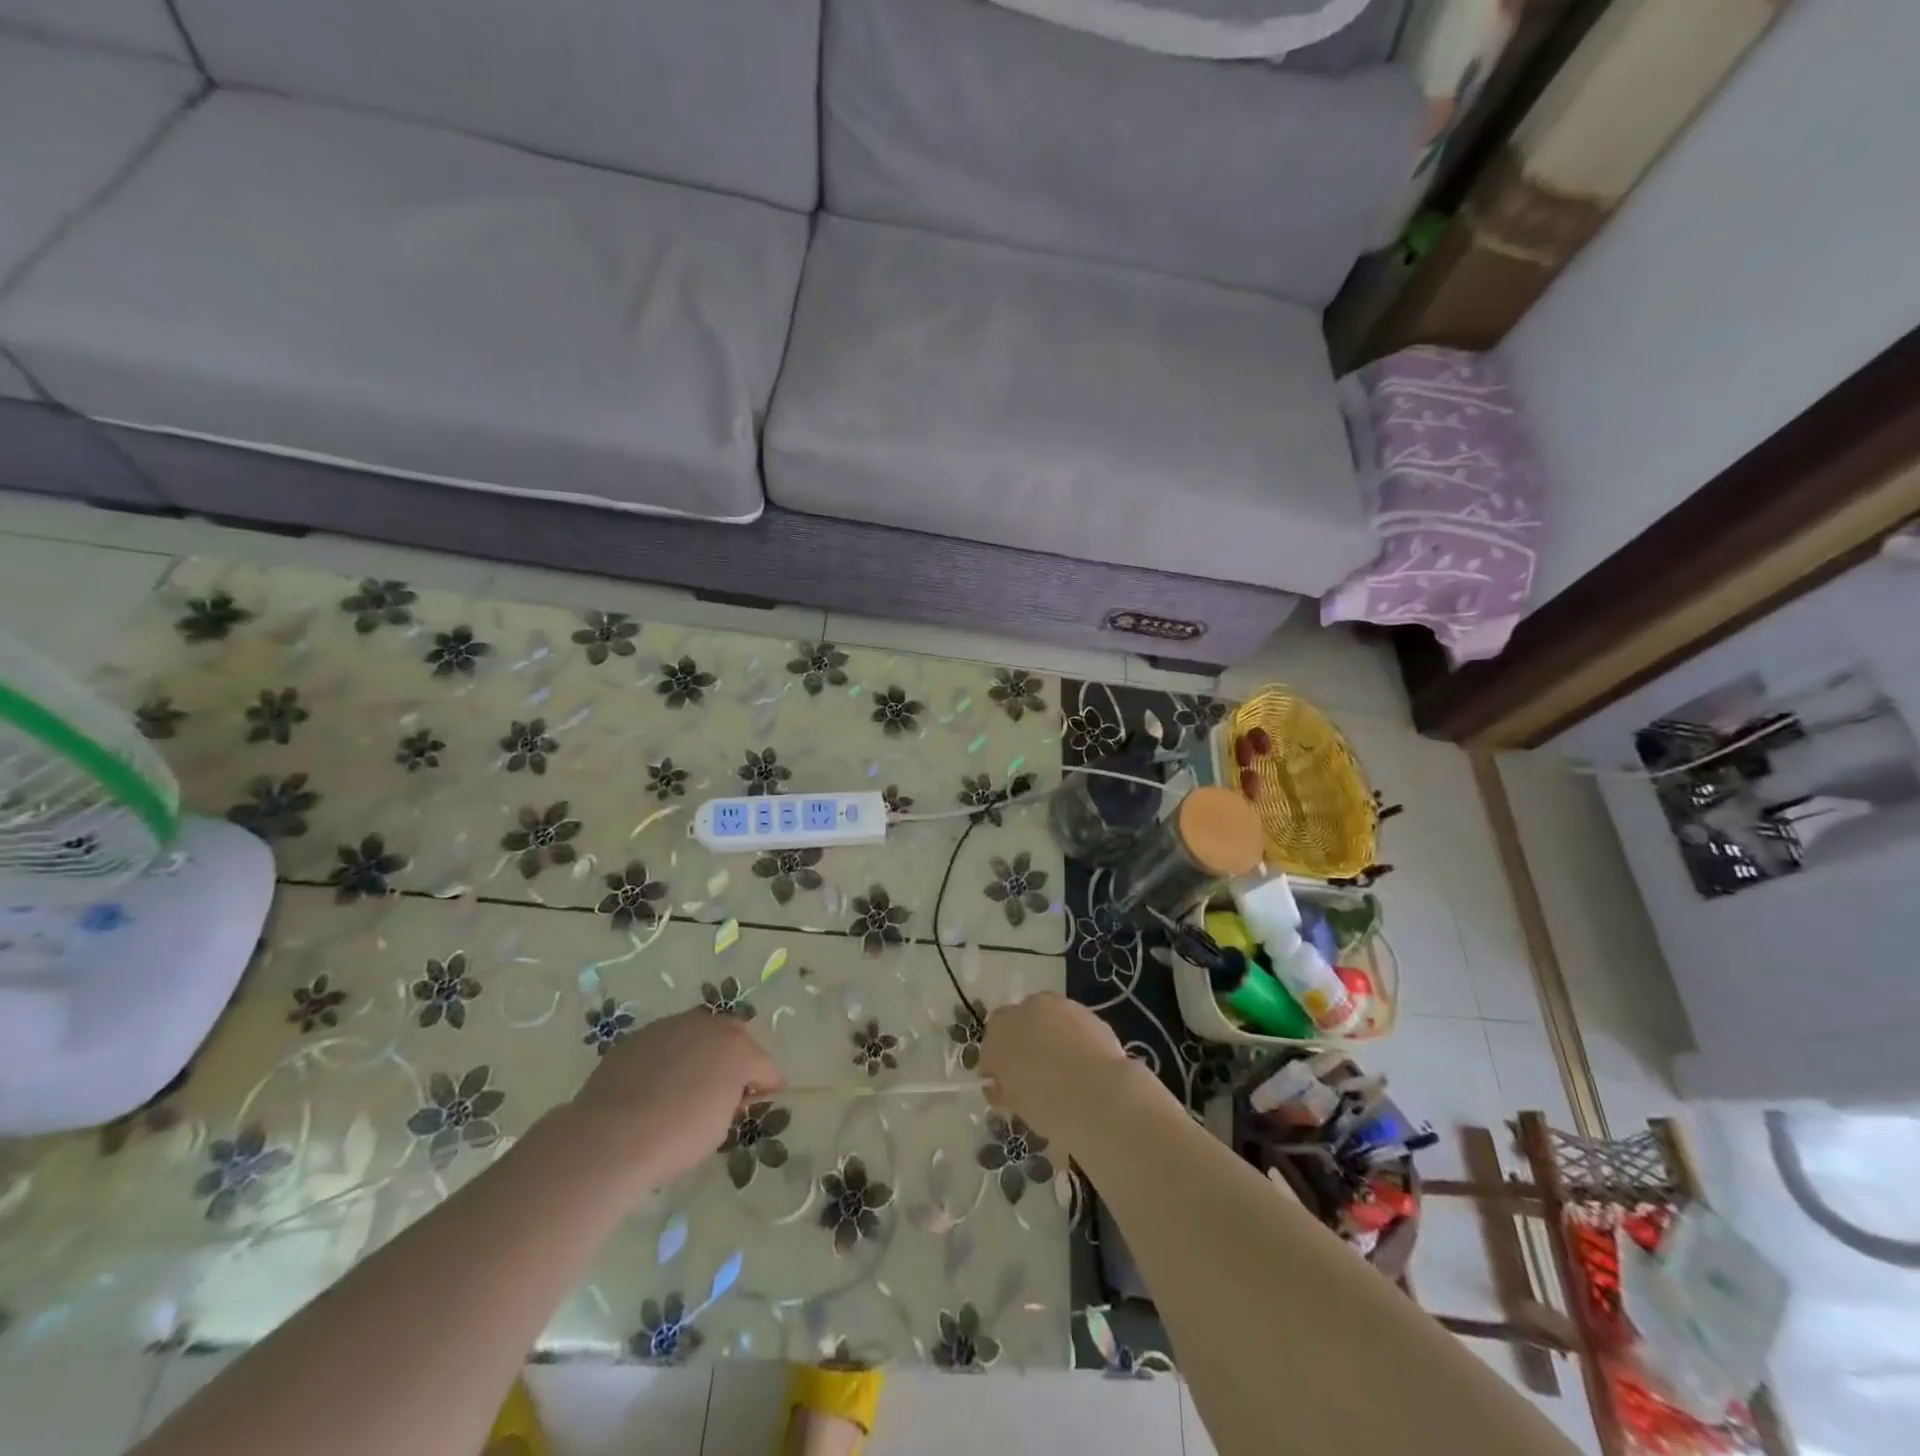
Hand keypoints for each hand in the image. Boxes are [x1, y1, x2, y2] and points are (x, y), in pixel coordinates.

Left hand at [568, 1008, 782, 1193]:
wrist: (610, 1136)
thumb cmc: (677, 1137)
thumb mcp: (719, 1128)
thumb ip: (732, 1102)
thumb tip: (731, 1095)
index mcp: (738, 1050)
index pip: (765, 1066)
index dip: (768, 1085)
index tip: (765, 1098)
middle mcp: (709, 1026)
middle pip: (734, 1036)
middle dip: (736, 1057)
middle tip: (727, 1086)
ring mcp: (672, 1026)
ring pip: (698, 1033)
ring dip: (701, 1051)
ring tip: (688, 1081)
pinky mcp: (640, 1035)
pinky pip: (665, 1042)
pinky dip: (669, 1057)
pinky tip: (656, 1083)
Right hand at [978, 992, 1131, 1150]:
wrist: (1100, 1095)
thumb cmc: (1049, 1107)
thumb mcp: (1017, 1106)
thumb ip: (1003, 1090)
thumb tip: (1000, 1086)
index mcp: (998, 1033)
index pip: (991, 1046)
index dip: (998, 1066)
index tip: (1008, 1086)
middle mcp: (1023, 1010)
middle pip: (1017, 1025)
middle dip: (1023, 1045)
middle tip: (1035, 1076)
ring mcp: (1057, 1005)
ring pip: (1046, 1019)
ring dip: (1049, 1036)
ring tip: (1064, 1070)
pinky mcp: (1085, 1010)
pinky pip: (1071, 1023)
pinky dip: (1073, 1037)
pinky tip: (1084, 1063)